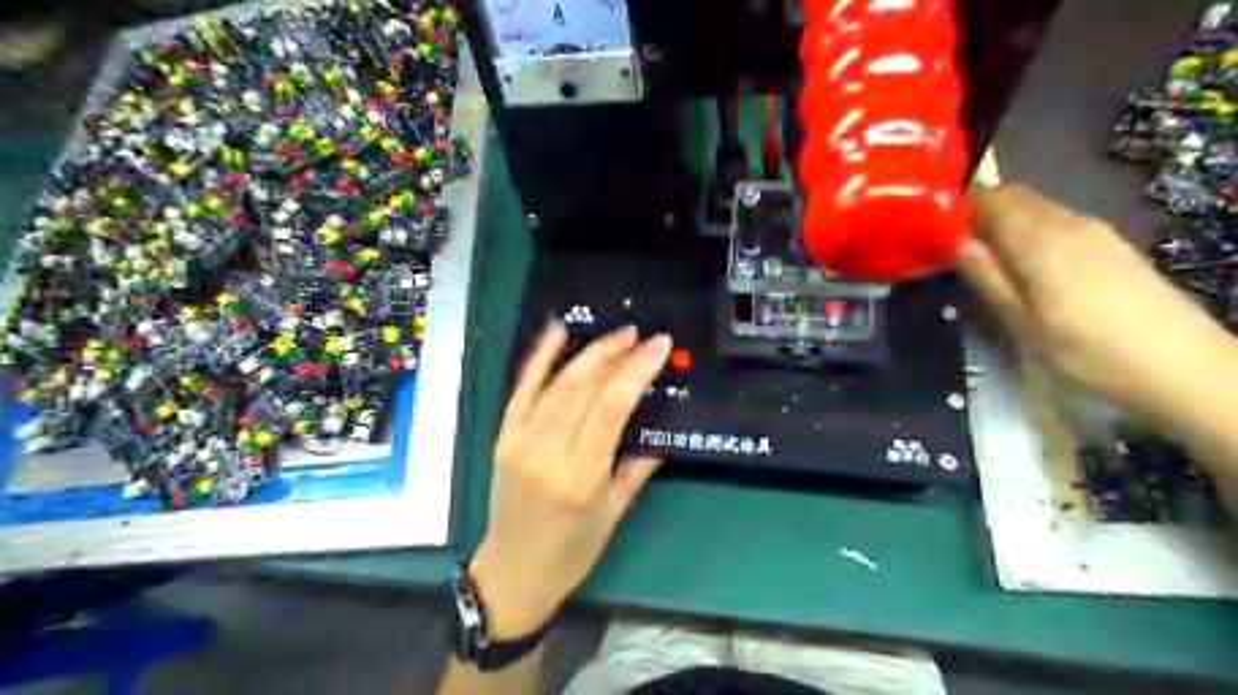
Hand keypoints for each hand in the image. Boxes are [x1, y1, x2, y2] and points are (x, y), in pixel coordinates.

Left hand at [470, 324, 673, 636]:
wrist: (512, 573)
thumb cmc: (571, 552)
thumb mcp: (614, 514)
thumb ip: (638, 467)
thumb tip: (662, 430)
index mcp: (581, 477)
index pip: (611, 409)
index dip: (636, 370)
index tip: (659, 345)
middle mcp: (548, 453)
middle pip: (585, 389)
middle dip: (617, 355)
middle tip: (642, 336)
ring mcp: (520, 441)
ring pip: (558, 384)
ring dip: (590, 354)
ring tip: (618, 335)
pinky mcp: (503, 437)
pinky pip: (521, 389)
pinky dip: (539, 357)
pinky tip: (558, 330)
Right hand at [957, 188, 1227, 408]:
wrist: (1179, 365)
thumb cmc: (1086, 349)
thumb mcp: (1022, 321)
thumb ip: (987, 276)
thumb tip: (954, 242)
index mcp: (1040, 239)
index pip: (991, 198)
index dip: (960, 204)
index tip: (934, 225)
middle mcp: (1068, 222)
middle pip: (1016, 197)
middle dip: (981, 211)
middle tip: (953, 243)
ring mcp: (1094, 231)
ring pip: (1038, 208)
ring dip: (1007, 222)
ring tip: (984, 256)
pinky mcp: (1110, 244)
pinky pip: (1058, 221)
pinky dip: (1031, 231)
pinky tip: (1026, 265)